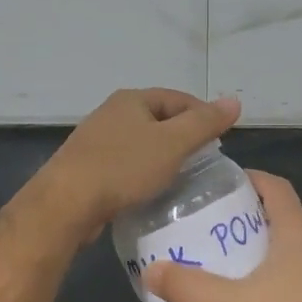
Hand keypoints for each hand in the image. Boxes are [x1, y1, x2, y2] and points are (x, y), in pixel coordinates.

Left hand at [38, 88, 241, 241]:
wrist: (67, 203)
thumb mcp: (172, 144)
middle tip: (205, 162)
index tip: (221, 140)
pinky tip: (151, 192)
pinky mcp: (87, 168)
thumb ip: (204, 123)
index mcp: (131, 100)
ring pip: (141, 145)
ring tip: (183, 179)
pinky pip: (125, 166)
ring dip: (162, 158)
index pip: (178, 98)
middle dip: (183, 138)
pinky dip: (142, 174)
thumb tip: (234, 101)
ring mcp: (96, 141)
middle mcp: (111, 114)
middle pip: (158, 120)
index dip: (203, 115)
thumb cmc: (123, 167)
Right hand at [142, 171, 301, 301]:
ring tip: (219, 258)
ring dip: (255, 246)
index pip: (277, 188)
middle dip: (244, 214)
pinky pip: (292, 274)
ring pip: (285, 248)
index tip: (220, 182)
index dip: (250, 177)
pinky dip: (267, 273)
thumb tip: (151, 270)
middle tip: (207, 223)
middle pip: (279, 216)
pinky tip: (244, 297)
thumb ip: (190, 288)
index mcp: (298, 236)